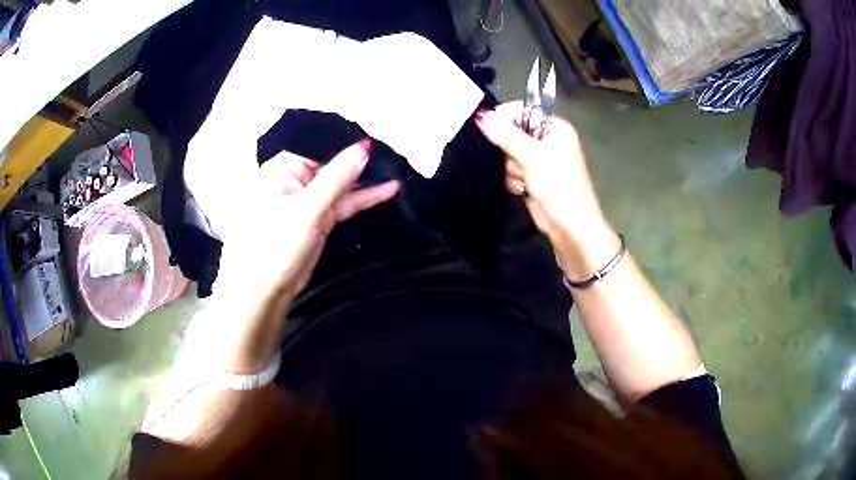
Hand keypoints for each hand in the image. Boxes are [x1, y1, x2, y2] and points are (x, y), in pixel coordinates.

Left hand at [217, 139, 399, 300]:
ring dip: (365, 183)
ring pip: (340, 186)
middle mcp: (293, 180)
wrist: (264, 291)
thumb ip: (337, 177)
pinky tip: (386, 189)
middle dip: (360, 164)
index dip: (348, 146)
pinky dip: (362, 199)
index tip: (378, 143)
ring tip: (396, 171)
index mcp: (282, 168)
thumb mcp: (308, 209)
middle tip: (394, 156)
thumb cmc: (275, 245)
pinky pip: (342, 204)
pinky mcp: (317, 220)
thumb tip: (363, 147)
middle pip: (332, 166)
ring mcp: (306, 201)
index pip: (320, 148)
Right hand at [476, 102, 617, 278]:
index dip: (504, 117)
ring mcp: (540, 160)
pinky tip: (523, 190)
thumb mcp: (532, 156)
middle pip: (513, 133)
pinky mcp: (532, 178)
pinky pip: (512, 170)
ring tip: (525, 181)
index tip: (486, 127)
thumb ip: (506, 135)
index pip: (523, 111)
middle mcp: (548, 140)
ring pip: (509, 154)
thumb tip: (481, 115)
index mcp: (555, 128)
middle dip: (509, 150)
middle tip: (518, 162)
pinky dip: (514, 180)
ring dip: (512, 169)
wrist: (569, 226)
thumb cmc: (558, 185)